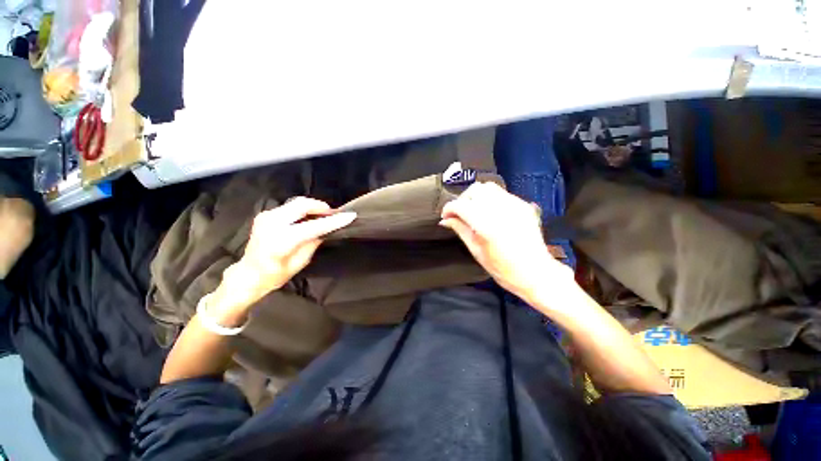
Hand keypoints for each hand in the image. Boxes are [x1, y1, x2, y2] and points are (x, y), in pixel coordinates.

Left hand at [213, 197, 356, 316]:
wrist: (249, 274)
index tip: (350, 216)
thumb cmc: (275, 275)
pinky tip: (309, 218)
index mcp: (281, 241)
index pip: (313, 226)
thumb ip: (313, 243)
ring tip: (323, 217)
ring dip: (313, 207)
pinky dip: (303, 209)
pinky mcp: (266, 214)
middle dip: (321, 207)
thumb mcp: (300, 262)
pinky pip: (290, 207)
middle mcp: (272, 224)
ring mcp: (266, 216)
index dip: (333, 221)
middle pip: (302, 205)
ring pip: (297, 203)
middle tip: (333, 214)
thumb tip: (327, 229)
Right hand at [440, 182, 572, 300]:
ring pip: (488, 187)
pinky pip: (501, 193)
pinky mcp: (523, 204)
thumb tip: (445, 220)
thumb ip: (460, 230)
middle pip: (474, 190)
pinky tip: (489, 211)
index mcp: (485, 225)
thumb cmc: (502, 268)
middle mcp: (500, 209)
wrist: (535, 272)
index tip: (445, 216)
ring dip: (476, 196)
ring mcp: (514, 205)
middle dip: (462, 200)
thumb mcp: (475, 250)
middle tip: (459, 213)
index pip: (460, 205)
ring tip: (473, 209)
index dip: (449, 208)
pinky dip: (490, 198)